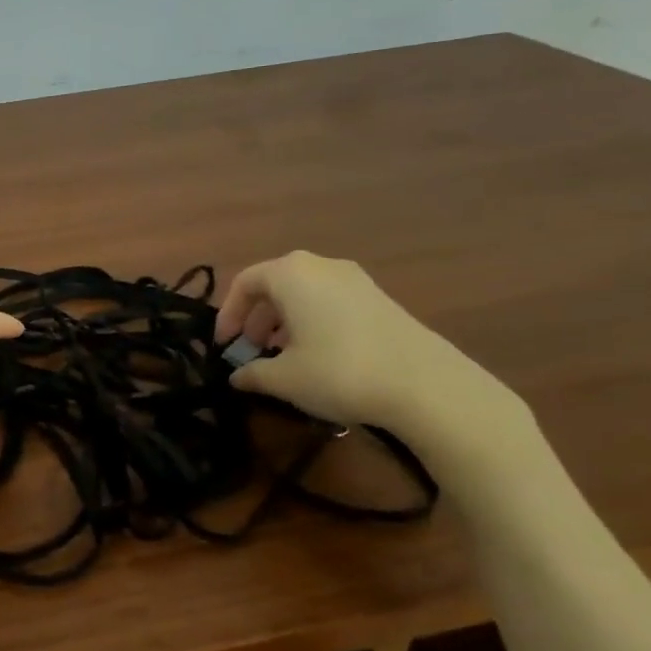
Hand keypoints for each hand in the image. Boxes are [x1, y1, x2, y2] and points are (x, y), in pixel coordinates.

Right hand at [213, 250, 516, 438]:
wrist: (425, 385)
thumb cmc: (338, 371)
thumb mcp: (284, 379)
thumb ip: (252, 374)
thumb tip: (237, 376)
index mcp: (290, 273)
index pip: (244, 283)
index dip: (228, 314)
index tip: (225, 346)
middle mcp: (321, 266)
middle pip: (275, 285)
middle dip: (257, 319)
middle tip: (251, 352)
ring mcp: (355, 280)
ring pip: (304, 294)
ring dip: (284, 322)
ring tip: (282, 358)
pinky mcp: (379, 299)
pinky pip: (330, 302)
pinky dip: (312, 322)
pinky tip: (317, 356)